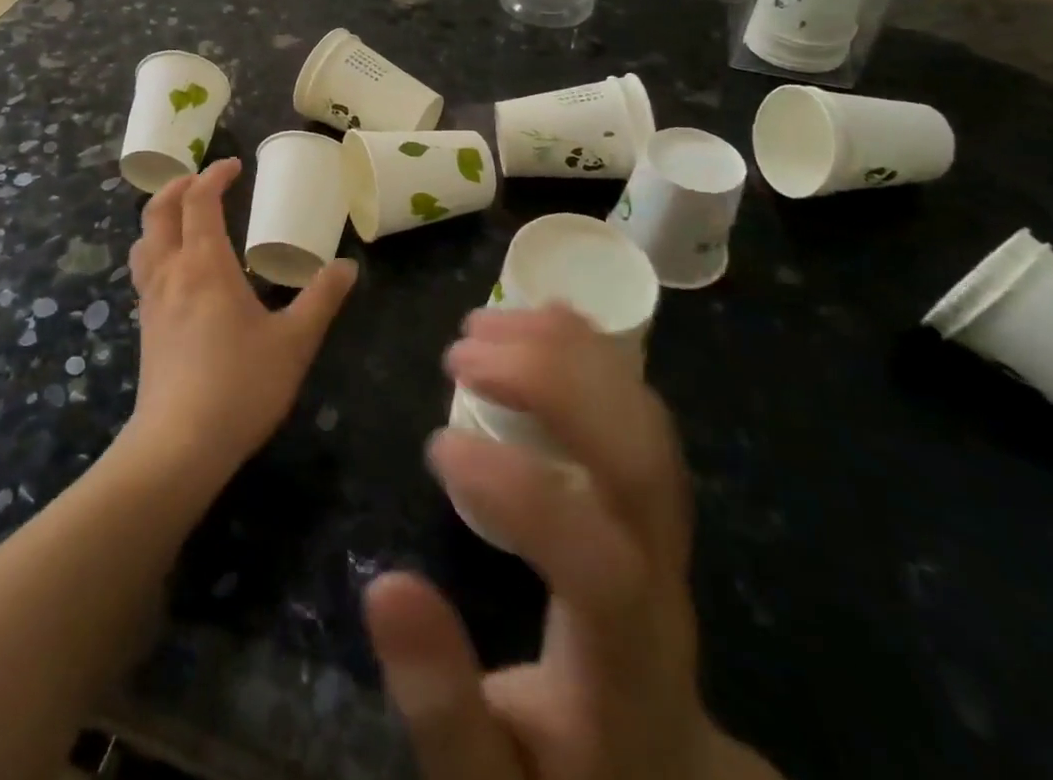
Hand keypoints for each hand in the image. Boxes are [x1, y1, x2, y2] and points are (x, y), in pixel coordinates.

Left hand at [123, 159, 356, 499]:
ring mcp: (151, 299)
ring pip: (143, 239)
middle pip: (158, 210)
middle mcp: (171, 271)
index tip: (234, 166)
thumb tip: (347, 266)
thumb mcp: (295, 342)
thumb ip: (321, 299)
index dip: (214, 175)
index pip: (199, 200)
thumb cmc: (240, 385)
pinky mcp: (145, 325)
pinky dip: (156, 248)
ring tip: (185, 217)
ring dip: (160, 216)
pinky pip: (143, 269)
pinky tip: (179, 271)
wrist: (179, 445)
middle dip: (179, 186)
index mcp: (205, 263)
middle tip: (205, 181)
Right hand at [365, 307, 778, 779]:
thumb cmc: (562, 774)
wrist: (653, 771)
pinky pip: (640, 411)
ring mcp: (669, 529)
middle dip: (550, 386)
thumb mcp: (487, 772)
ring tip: (482, 325)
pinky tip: (541, 318)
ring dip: (565, 354)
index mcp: (627, 661)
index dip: (520, 491)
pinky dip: (591, 352)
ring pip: (645, 422)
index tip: (436, 446)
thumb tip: (384, 586)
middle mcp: (664, 577)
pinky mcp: (654, 497)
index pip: (597, 564)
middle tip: (460, 351)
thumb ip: (440, 699)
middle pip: (639, 464)